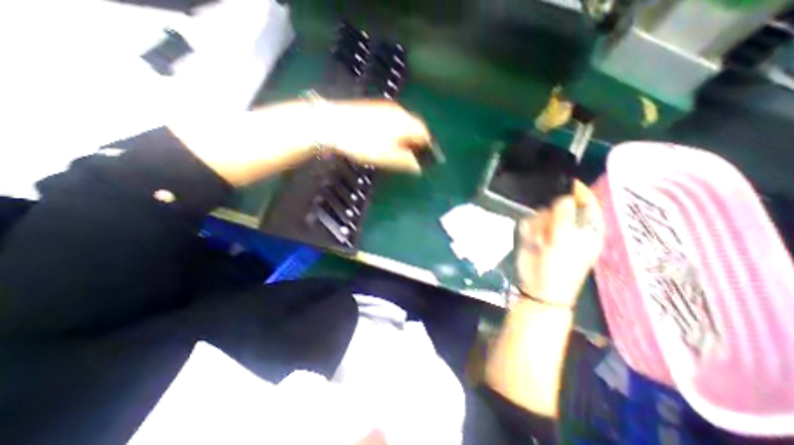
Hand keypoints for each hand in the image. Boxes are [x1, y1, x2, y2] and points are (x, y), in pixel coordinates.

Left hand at [318, 100, 432, 173]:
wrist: (331, 124)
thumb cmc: (362, 143)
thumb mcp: (386, 157)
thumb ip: (406, 161)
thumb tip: (419, 167)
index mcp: (404, 122)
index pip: (424, 132)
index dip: (427, 146)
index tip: (425, 157)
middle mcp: (398, 111)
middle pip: (414, 126)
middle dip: (416, 141)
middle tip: (412, 155)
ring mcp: (384, 107)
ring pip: (402, 123)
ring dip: (405, 136)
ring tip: (399, 150)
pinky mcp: (373, 107)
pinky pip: (391, 120)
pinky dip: (394, 131)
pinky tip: (385, 139)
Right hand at [516, 179, 601, 306]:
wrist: (539, 287)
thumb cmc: (560, 266)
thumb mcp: (565, 241)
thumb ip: (564, 216)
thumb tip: (564, 196)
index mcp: (586, 229)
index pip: (588, 204)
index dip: (581, 192)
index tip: (568, 182)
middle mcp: (568, 226)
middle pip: (559, 207)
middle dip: (551, 216)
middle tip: (550, 231)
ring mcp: (549, 231)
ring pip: (540, 214)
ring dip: (539, 226)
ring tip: (540, 242)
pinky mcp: (533, 234)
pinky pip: (528, 222)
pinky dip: (528, 231)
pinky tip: (532, 242)